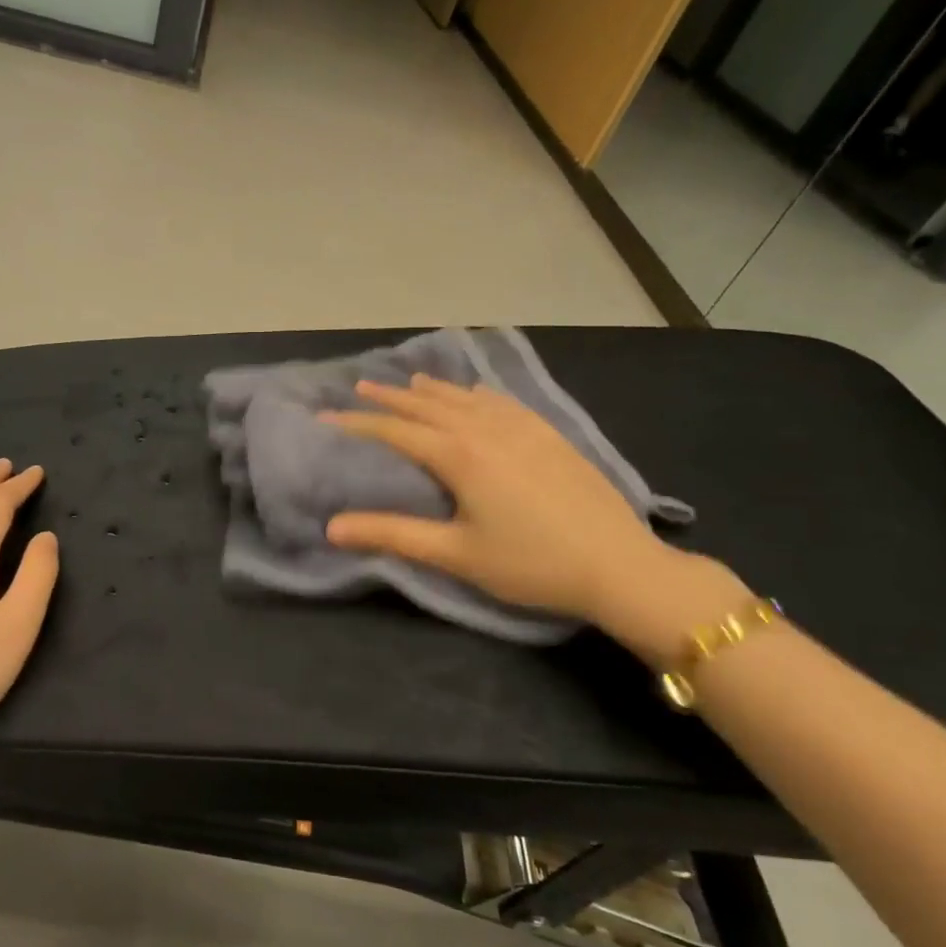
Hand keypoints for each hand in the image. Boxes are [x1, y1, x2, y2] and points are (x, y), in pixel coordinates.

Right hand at [320, 376, 686, 624]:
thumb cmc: (531, 563)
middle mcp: (486, 429)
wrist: (620, 565)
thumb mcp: (455, 554)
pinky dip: (476, 394)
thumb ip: (393, 534)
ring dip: (432, 389)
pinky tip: (475, 393)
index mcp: (459, 455)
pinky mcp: (549, 434)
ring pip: (465, 398)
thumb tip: (332, 527)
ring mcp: (522, 427)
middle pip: (428, 404)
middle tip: (359, 386)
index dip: (357, 422)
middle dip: (391, 396)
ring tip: (408, 381)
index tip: (326, 415)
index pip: (395, 430)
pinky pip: (502, 401)